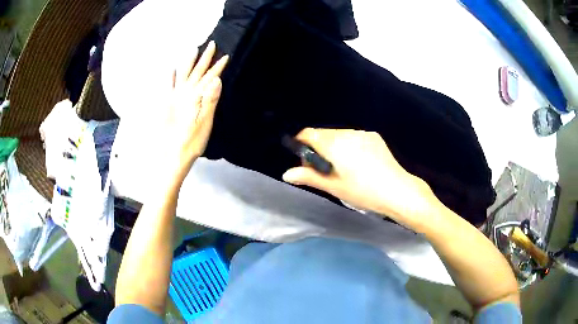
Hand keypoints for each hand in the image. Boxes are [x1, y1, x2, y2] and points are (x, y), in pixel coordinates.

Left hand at [161, 41, 227, 183]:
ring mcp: (174, 97)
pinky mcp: (166, 104)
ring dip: (188, 61)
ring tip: (193, 49)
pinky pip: (167, 86)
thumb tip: (216, 80)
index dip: (218, 67)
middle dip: (205, 58)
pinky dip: (169, 76)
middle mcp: (185, 94)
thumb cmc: (191, 142)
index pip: (210, 78)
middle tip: (212, 44)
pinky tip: (171, 68)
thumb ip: (210, 101)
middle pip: (197, 72)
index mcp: (197, 97)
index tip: (226, 56)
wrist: (171, 155)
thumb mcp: (205, 123)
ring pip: (183, 74)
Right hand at [282, 128, 442, 229]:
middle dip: (317, 147)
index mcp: (335, 144)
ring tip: (340, 167)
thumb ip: (309, 177)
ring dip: (333, 146)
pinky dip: (348, 145)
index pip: (309, 133)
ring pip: (339, 134)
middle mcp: (347, 133)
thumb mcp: (334, 187)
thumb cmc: (363, 192)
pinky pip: (353, 136)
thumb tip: (286, 174)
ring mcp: (363, 133)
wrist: (398, 190)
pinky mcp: (374, 137)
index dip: (301, 142)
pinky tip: (356, 162)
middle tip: (321, 168)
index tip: (303, 158)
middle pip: (324, 133)